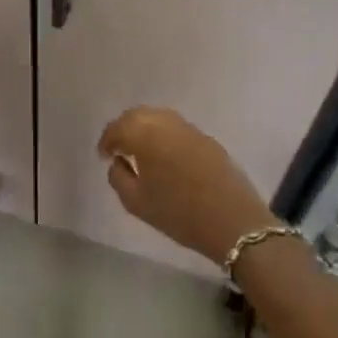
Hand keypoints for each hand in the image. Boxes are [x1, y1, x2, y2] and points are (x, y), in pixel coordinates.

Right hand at [98, 107, 271, 265]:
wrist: (233, 222)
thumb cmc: (179, 214)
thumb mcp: (136, 203)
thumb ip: (118, 177)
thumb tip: (118, 162)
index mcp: (146, 136)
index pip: (118, 127)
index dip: (107, 140)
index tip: (103, 156)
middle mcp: (167, 124)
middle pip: (138, 115)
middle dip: (124, 128)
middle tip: (118, 148)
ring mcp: (190, 129)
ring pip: (159, 117)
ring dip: (144, 128)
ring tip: (139, 150)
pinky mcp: (208, 140)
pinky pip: (177, 128)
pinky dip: (164, 134)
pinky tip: (164, 155)